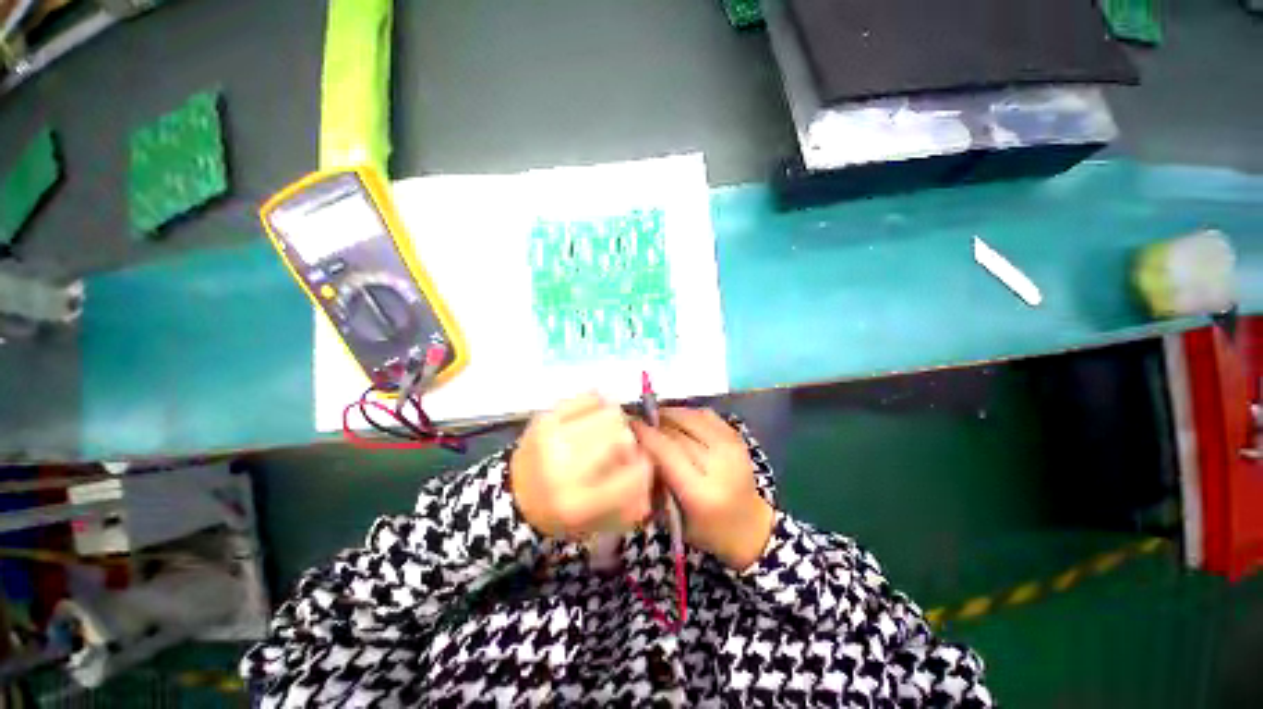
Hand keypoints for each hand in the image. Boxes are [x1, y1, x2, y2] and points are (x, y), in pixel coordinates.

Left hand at [510, 394, 654, 539]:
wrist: (514, 495)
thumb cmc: (561, 513)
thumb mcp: (599, 522)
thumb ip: (633, 501)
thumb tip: (652, 466)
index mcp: (579, 501)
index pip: (635, 473)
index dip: (646, 466)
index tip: (642, 465)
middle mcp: (565, 466)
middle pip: (623, 435)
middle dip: (629, 442)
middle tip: (621, 448)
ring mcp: (553, 436)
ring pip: (610, 412)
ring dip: (616, 423)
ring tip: (606, 432)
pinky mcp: (545, 415)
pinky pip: (589, 396)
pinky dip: (599, 405)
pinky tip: (592, 418)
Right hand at [632, 408, 774, 570]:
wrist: (749, 527)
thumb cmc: (706, 530)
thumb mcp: (672, 516)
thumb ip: (656, 480)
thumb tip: (638, 444)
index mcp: (701, 493)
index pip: (667, 452)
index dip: (646, 434)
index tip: (629, 424)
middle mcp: (719, 465)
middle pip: (678, 432)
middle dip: (654, 424)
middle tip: (638, 421)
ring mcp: (732, 448)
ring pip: (692, 417)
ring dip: (669, 414)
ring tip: (654, 417)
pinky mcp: (737, 437)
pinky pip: (706, 415)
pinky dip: (687, 413)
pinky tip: (677, 419)